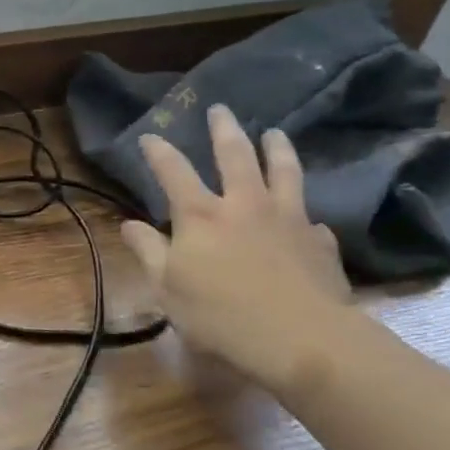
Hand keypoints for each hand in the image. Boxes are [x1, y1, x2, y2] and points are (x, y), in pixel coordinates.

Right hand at [121, 105, 351, 392]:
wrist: (302, 339)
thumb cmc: (221, 315)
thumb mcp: (167, 288)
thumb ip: (148, 251)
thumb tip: (130, 224)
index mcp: (200, 215)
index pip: (173, 171)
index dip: (158, 151)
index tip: (150, 136)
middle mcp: (244, 204)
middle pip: (234, 155)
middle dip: (224, 129)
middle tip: (220, 109)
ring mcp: (287, 219)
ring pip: (283, 171)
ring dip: (277, 148)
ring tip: (274, 133)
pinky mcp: (320, 242)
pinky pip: (311, 218)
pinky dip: (304, 212)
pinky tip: (307, 216)